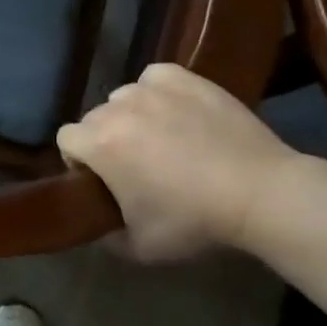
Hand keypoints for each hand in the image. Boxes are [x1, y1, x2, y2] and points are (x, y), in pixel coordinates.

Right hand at [58, 64, 297, 261]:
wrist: (261, 192)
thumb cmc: (195, 221)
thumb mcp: (140, 247)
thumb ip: (106, 235)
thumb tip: (99, 222)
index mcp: (99, 144)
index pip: (66, 140)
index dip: (79, 161)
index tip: (103, 180)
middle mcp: (117, 108)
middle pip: (95, 118)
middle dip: (107, 139)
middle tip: (138, 166)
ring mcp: (151, 89)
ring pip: (124, 98)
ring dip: (132, 117)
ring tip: (163, 139)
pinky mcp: (183, 77)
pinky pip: (154, 79)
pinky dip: (158, 93)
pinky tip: (176, 112)